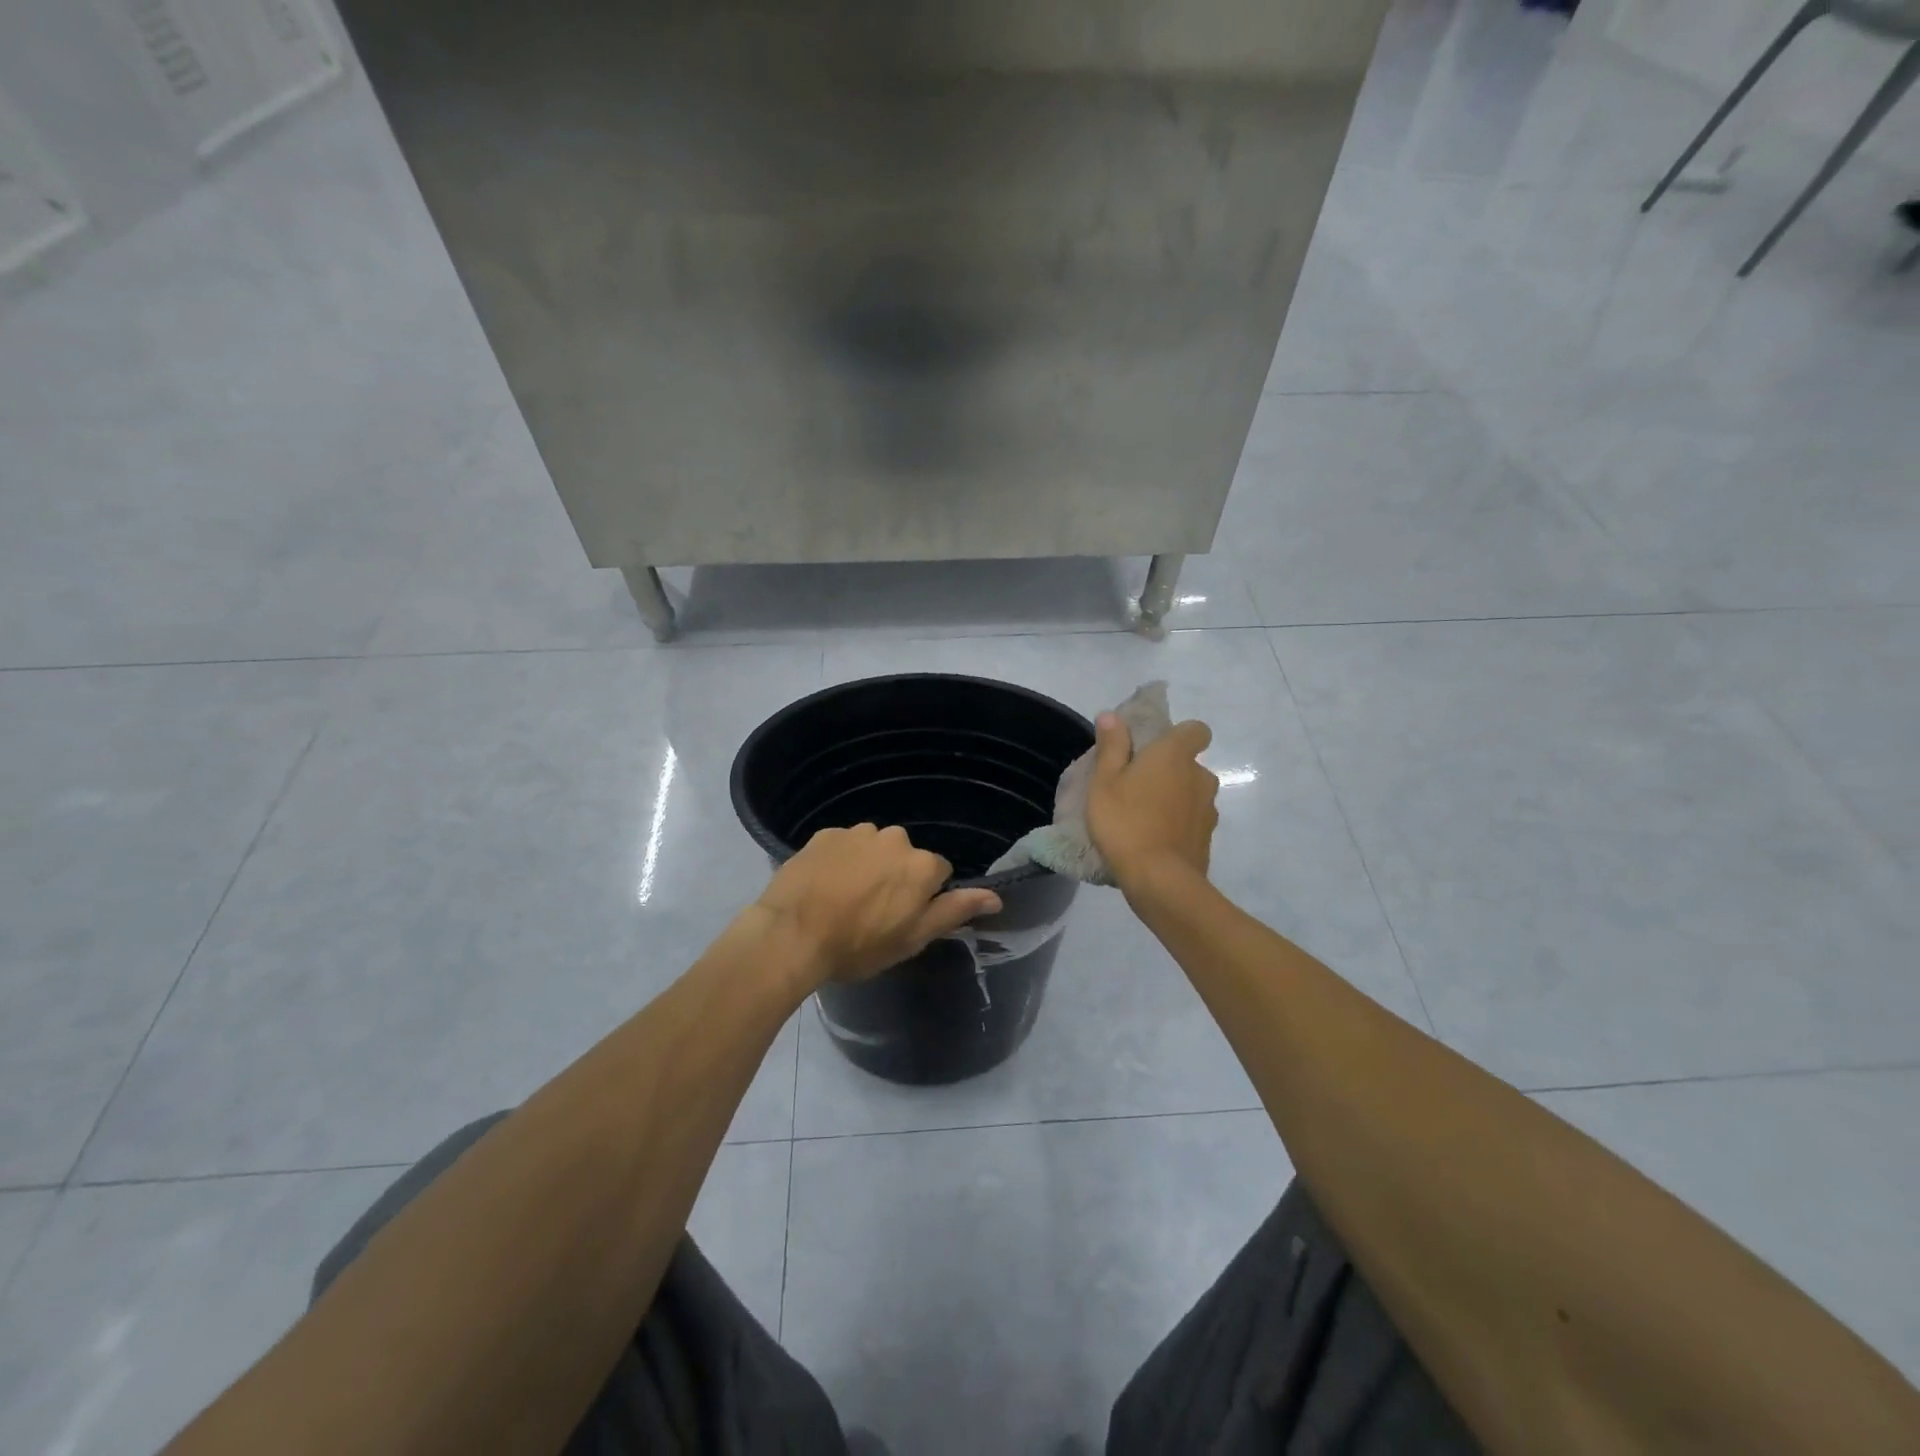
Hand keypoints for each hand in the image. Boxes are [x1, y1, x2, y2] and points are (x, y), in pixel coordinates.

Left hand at [754, 823, 1001, 985]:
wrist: (792, 935)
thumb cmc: (859, 945)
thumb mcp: (913, 938)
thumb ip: (955, 911)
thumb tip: (995, 896)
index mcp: (921, 865)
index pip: (938, 873)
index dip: (922, 897)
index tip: (902, 918)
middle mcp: (895, 838)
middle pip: (905, 857)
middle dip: (895, 877)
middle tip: (871, 911)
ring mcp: (857, 832)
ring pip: (873, 848)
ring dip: (867, 866)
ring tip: (843, 898)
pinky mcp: (824, 834)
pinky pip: (843, 845)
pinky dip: (839, 861)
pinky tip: (823, 886)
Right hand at [1085, 713, 1219, 891]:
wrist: (1160, 880)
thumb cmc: (1125, 822)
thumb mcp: (1104, 781)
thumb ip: (1111, 746)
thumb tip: (1112, 715)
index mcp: (1175, 755)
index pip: (1197, 730)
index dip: (1180, 735)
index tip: (1155, 748)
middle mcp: (1200, 776)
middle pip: (1191, 764)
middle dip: (1171, 771)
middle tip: (1138, 786)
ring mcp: (1208, 809)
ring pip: (1192, 794)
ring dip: (1175, 799)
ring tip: (1145, 817)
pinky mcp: (1207, 838)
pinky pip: (1192, 821)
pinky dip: (1178, 825)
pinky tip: (1154, 840)